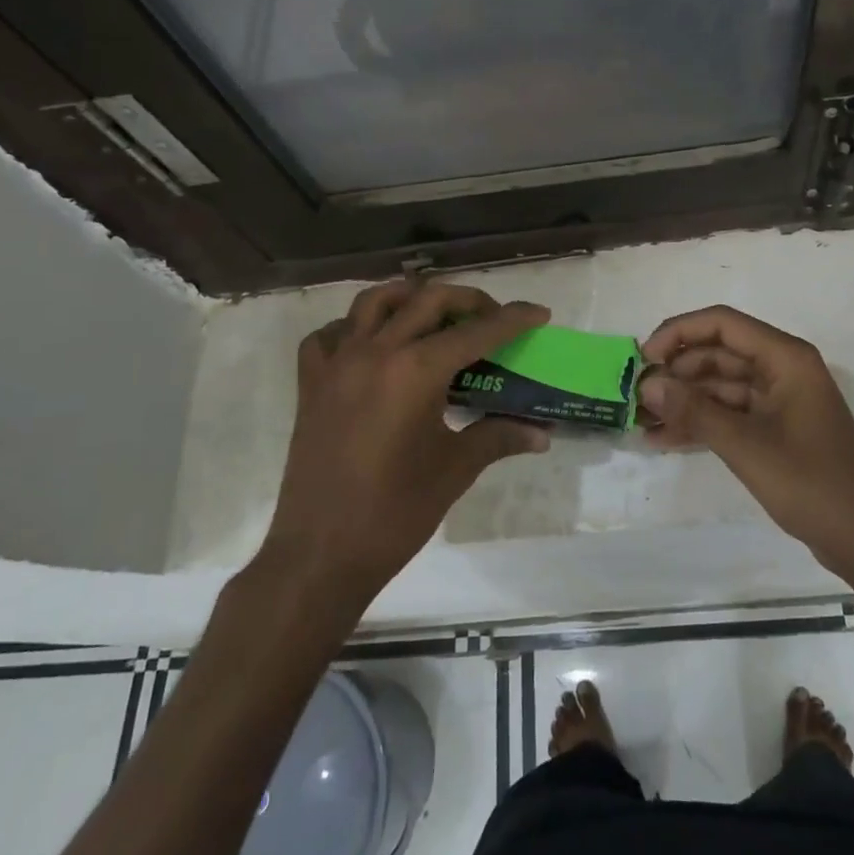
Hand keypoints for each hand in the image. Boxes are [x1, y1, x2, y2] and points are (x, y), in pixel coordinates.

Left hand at [261, 280, 549, 605]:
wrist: (320, 556)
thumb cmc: (395, 513)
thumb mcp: (455, 470)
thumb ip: (499, 437)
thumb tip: (542, 433)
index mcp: (415, 370)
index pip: (476, 331)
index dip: (513, 319)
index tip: (539, 313)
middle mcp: (375, 352)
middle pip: (428, 299)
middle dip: (468, 301)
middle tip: (492, 320)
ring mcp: (337, 364)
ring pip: (374, 301)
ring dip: (410, 299)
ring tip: (434, 318)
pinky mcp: (311, 384)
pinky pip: (328, 336)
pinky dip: (352, 328)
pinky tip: (371, 346)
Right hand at [640, 306, 853, 579]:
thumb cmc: (811, 483)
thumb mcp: (746, 445)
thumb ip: (694, 411)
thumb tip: (647, 384)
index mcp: (785, 358)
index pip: (722, 324)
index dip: (678, 333)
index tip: (643, 358)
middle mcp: (782, 369)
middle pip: (718, 352)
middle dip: (676, 370)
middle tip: (637, 394)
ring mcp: (779, 400)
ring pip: (720, 385)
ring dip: (683, 399)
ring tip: (642, 419)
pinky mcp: (775, 428)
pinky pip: (729, 412)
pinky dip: (700, 422)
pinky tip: (664, 438)